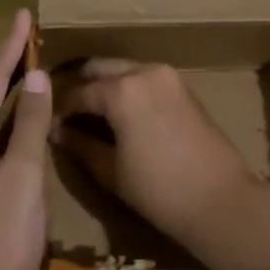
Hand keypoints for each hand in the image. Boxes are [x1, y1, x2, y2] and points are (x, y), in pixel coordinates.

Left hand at [0, 10, 52, 269]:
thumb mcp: (23, 176)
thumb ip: (31, 125)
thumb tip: (37, 79)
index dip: (9, 47)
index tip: (24, 15)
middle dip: (6, 64)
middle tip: (29, 36)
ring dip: (7, 89)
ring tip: (29, 65)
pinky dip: (8, 118)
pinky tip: (23, 118)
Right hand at [53, 59, 258, 240]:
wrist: (221, 200)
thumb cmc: (159, 190)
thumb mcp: (111, 171)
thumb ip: (81, 145)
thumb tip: (58, 131)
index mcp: (121, 90)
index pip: (77, 93)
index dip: (59, 110)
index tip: (49, 126)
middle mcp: (143, 72)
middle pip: (100, 68)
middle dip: (80, 86)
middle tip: (66, 113)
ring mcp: (167, 77)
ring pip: (124, 70)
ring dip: (105, 85)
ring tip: (91, 113)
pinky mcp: (183, 88)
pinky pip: (145, 79)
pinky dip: (128, 89)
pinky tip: (120, 113)